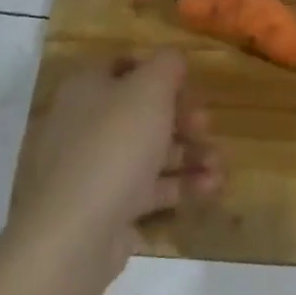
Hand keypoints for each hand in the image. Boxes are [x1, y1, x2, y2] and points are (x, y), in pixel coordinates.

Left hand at [8, 51, 221, 286]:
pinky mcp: (104, 210)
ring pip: (148, 153)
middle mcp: (84, 125)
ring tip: (221, 165)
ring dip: (189, 154)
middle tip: (207, 125)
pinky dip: (179, 186)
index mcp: (86, 88)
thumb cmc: (114, 145)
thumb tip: (173, 58)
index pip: (123, 65)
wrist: (74, 236)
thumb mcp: (149, 90)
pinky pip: (147, 189)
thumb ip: (167, 65)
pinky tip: (211, 188)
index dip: (159, 70)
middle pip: (140, 111)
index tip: (190, 83)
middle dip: (182, 118)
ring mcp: (92, 171)